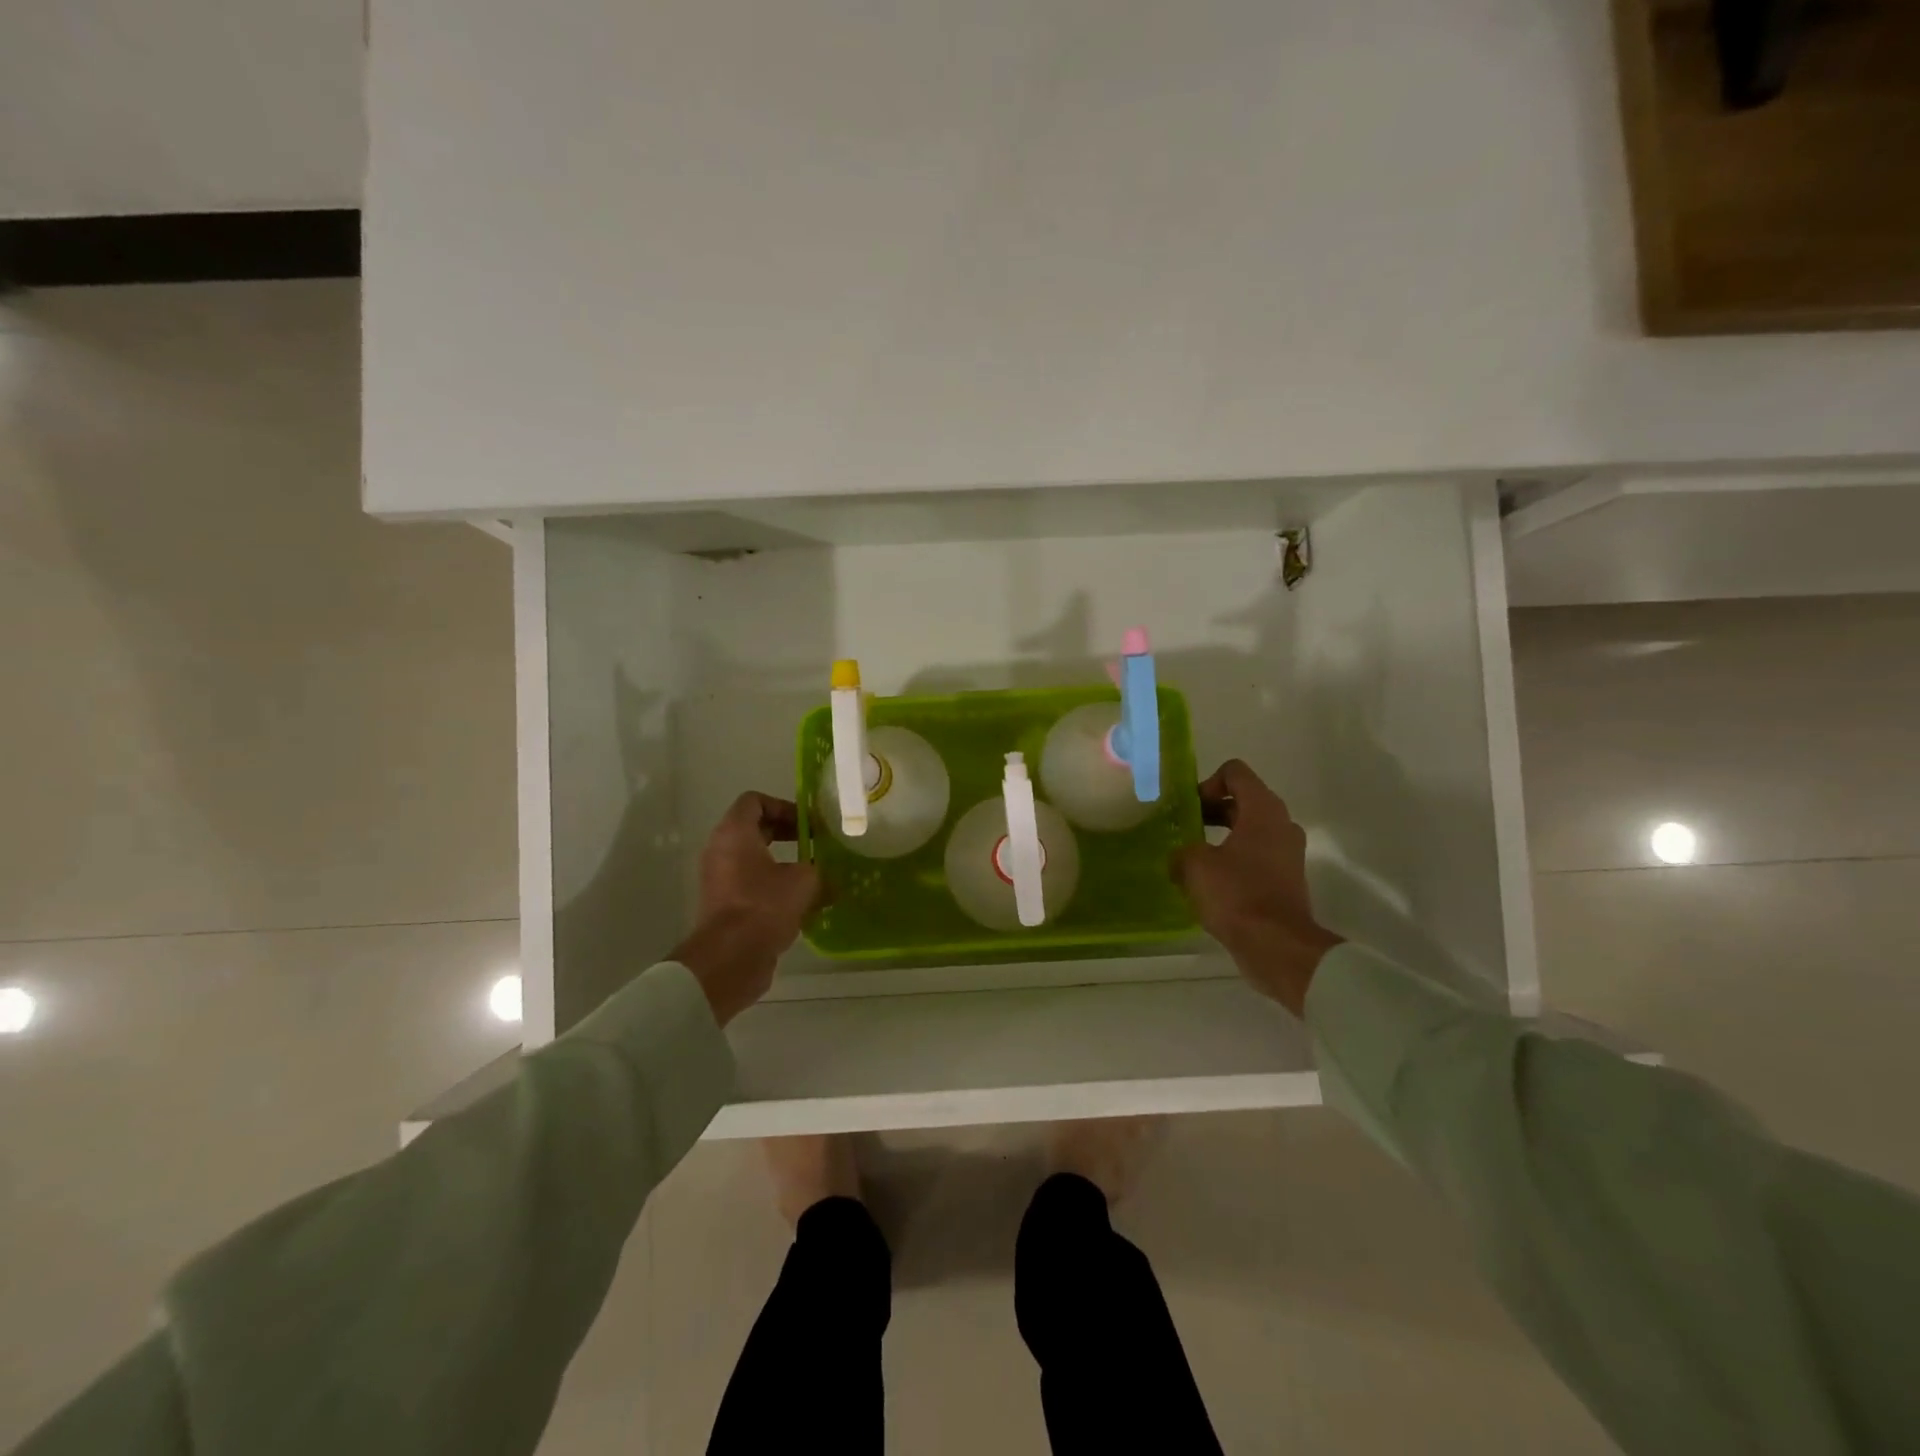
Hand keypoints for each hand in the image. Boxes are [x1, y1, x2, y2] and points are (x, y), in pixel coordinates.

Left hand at [671, 793, 820, 1026]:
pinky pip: (749, 884)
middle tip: (814, 845)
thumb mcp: (804, 880)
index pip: (754, 801)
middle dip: (786, 833)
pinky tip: (799, 902)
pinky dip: (772, 886)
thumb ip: (816, 867)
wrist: (731, 957)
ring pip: (752, 859)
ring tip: (811, 875)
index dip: (784, 806)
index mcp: (734, 833)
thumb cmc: (765, 905)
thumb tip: (825, 872)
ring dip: (781, 863)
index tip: (808, 824)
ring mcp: (718, 879)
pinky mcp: (723, 905)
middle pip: (753, 828)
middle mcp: (720, 850)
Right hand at [1171, 760, 1342, 1017]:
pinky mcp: (1287, 878)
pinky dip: (1234, 858)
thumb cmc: (1236, 894)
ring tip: (1194, 856)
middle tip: (1185, 829)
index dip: (1207, 783)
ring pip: (1250, 829)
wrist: (1277, 946)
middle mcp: (1281, 824)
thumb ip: (1183, 850)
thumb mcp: (1194, 865)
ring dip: (1222, 836)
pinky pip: (1256, 855)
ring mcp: (1288, 852)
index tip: (1190, 808)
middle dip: (1211, 809)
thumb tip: (1180, 857)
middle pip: (1243, 799)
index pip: (1235, 772)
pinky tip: (1211, 881)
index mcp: (1263, 810)